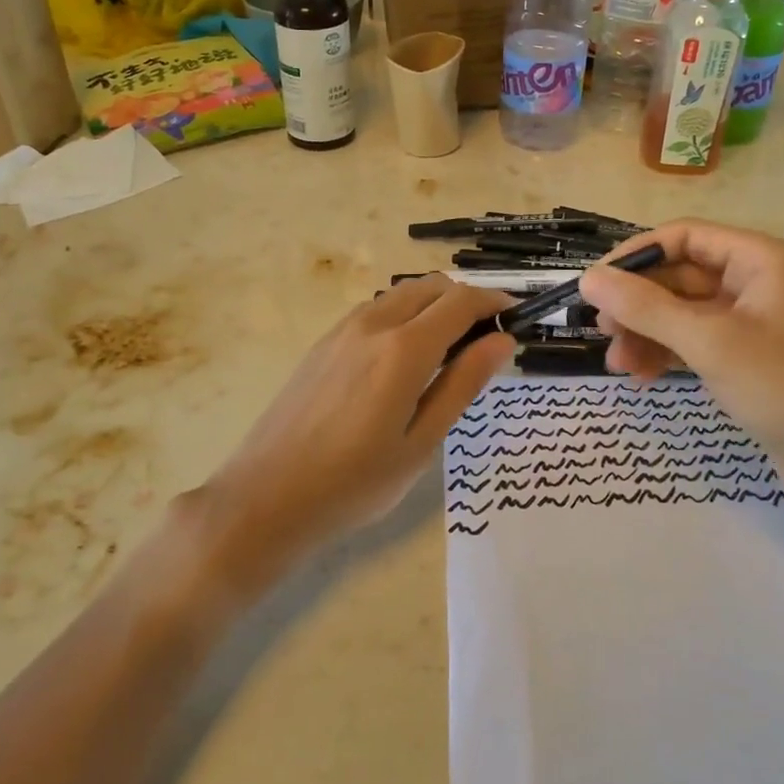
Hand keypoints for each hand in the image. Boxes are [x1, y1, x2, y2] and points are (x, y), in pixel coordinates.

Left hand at [192, 276, 513, 587]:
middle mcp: (374, 323)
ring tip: (449, 347)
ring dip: (434, 304)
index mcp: (404, 348)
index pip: (462, 301)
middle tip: (486, 337)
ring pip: (402, 294)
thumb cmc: (355, 482)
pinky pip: (375, 310)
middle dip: (467, 299)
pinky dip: (404, 314)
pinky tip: (404, 355)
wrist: (267, 496)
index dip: (495, 303)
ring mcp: (343, 329)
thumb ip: (463, 384)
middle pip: (432, 287)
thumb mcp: (421, 441)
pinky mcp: (324, 342)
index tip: (515, 318)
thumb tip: (502, 341)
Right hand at [579, 220, 783, 519]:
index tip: (596, 283)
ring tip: (615, 363)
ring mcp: (754, 322)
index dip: (637, 256)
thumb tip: (588, 278)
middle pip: (681, 276)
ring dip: (647, 333)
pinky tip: (640, 376)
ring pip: (684, 313)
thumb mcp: (709, 342)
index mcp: (761, 259)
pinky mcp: (750, 358)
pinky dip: (667, 353)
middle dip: (638, 304)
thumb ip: (645, 308)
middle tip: (601, 329)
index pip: (685, 236)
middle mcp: (758, 282)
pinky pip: (696, 341)